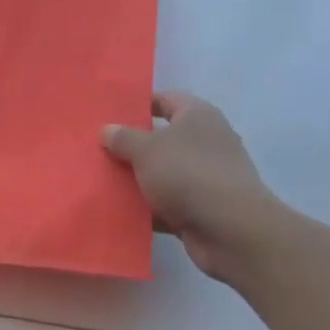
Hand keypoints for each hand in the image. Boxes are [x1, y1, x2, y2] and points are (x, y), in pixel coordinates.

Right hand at [102, 93, 282, 279]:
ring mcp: (206, 177)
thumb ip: (123, 138)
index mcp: (198, 116)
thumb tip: (107, 129)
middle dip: (133, 146)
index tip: (110, 116)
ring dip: (138, 179)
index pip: (166, 100)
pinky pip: (167, 203)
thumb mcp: (146, 149)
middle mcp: (206, 142)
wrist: (229, 229)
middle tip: (99, 150)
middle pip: (163, 139)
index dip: (139, 105)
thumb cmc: (187, 173)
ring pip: (163, 173)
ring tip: (102, 181)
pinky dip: (148, 208)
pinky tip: (120, 212)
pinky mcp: (202, 208)